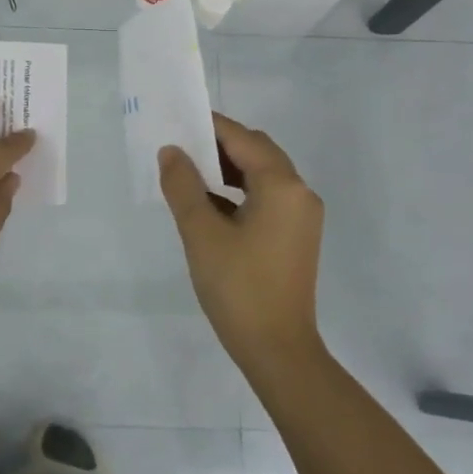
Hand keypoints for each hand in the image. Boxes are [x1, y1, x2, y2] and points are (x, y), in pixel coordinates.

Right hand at [158, 113, 323, 370]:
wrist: (278, 350)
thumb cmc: (238, 287)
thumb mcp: (201, 233)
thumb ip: (183, 186)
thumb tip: (171, 152)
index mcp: (282, 186)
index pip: (242, 138)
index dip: (209, 127)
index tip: (176, 123)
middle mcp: (299, 193)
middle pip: (257, 151)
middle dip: (218, 145)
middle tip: (180, 147)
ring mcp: (301, 216)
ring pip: (262, 174)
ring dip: (228, 168)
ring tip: (188, 173)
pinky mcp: (296, 236)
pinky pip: (267, 197)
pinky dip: (239, 191)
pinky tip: (209, 203)